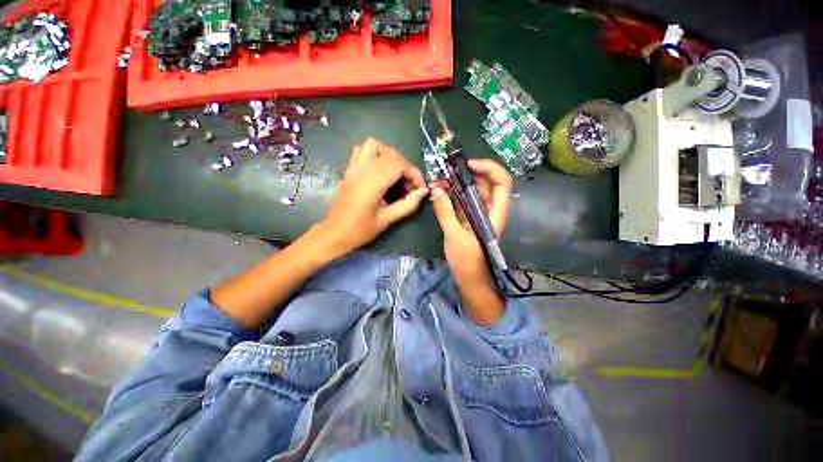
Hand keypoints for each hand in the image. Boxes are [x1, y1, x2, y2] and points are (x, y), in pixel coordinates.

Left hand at [317, 138, 428, 256]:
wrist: (335, 233)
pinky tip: (379, 171)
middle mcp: (363, 170)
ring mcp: (354, 167)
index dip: (414, 174)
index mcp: (373, 182)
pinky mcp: (349, 170)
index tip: (420, 188)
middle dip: (406, 168)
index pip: (400, 164)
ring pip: (374, 145)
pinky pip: (361, 150)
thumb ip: (408, 204)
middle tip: (408, 187)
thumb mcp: (387, 219)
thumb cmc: (361, 230)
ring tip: (395, 174)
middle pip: (391, 154)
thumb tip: (424, 191)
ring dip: (389, 156)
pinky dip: (374, 154)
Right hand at [431, 159, 512, 323]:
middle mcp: (489, 209)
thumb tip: (435, 189)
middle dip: (466, 173)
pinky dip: (451, 194)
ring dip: (456, 183)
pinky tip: (439, 191)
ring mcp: (478, 213)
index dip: (488, 168)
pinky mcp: (467, 218)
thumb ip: (445, 213)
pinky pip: (462, 200)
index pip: (501, 182)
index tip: (468, 165)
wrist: (470, 280)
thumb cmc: (468, 262)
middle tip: (446, 170)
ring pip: (471, 191)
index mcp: (495, 213)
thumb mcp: (455, 237)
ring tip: (439, 180)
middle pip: (484, 183)